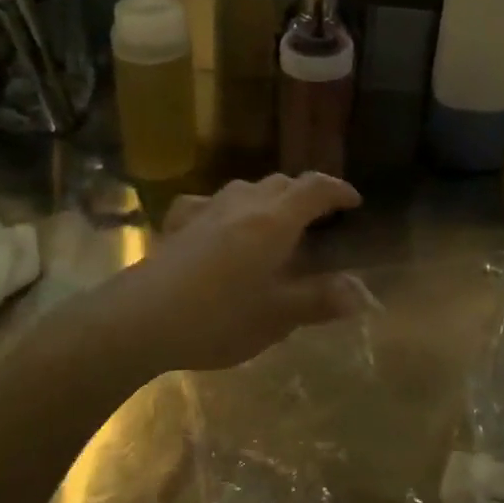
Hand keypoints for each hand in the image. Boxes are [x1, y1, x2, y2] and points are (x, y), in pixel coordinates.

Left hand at [112, 172, 365, 373]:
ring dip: (268, 197)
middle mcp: (242, 205)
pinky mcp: (178, 224)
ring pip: (246, 188)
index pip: (314, 189)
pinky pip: (209, 203)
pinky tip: (219, 224)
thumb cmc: (219, 318)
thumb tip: (361, 292)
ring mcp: (206, 210)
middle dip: (305, 193)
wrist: (141, 319)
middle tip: (319, 216)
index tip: (353, 201)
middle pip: (281, 183)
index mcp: (274, 221)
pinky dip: (227, 208)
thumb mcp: (277, 317)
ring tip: (275, 219)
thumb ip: (321, 300)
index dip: (338, 190)